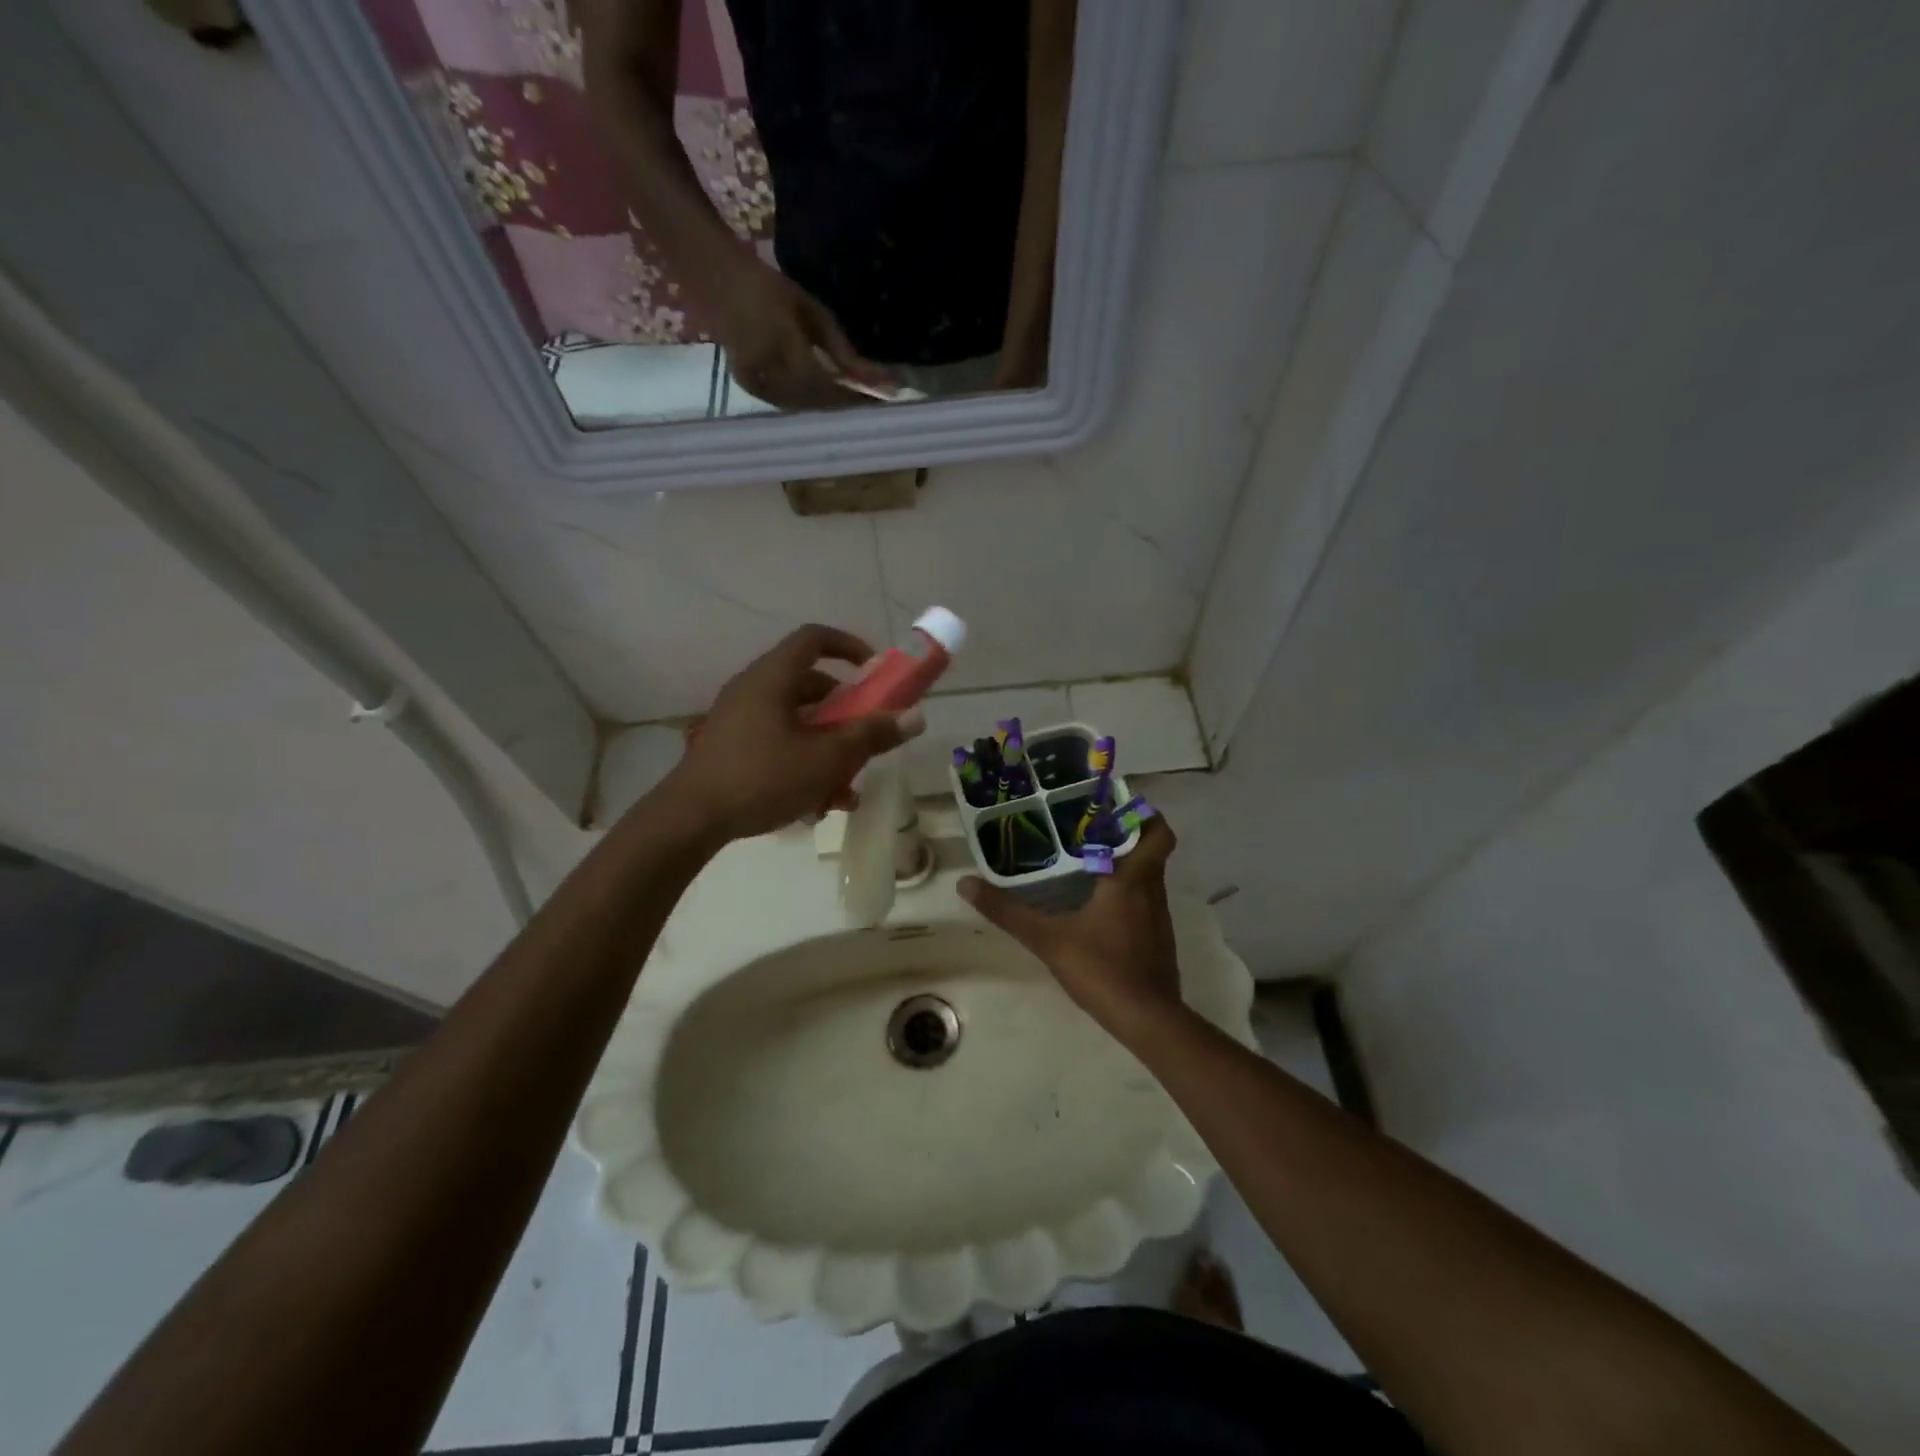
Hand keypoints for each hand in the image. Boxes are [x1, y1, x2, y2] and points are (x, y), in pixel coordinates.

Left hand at [662, 625, 924, 842]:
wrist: (690, 819)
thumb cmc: (762, 777)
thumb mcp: (826, 758)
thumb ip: (871, 735)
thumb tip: (916, 716)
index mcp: (773, 677)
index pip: (814, 638)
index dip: (849, 646)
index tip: (874, 671)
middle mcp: (754, 689)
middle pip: (811, 687)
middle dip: (846, 716)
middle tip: (866, 741)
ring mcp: (739, 719)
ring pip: (797, 723)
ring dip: (828, 750)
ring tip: (845, 791)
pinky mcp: (731, 748)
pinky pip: (777, 744)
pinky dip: (802, 763)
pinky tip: (817, 806)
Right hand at [715, 256, 898, 409]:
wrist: (715, 281)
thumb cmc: (766, 286)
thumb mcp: (809, 309)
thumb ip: (839, 348)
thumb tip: (872, 378)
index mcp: (783, 344)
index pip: (828, 384)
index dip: (856, 393)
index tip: (884, 392)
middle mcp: (768, 370)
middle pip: (818, 400)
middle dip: (848, 400)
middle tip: (874, 395)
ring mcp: (756, 383)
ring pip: (804, 405)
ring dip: (831, 404)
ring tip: (855, 396)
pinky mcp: (750, 388)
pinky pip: (788, 403)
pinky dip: (810, 402)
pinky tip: (826, 395)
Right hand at [959, 818, 1184, 1042]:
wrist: (1147, 1020)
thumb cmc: (1102, 968)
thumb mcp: (1048, 939)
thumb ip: (1008, 912)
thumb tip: (966, 883)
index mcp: (1132, 879)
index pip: (1158, 832)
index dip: (1144, 814)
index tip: (1113, 807)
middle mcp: (1152, 891)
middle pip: (1152, 851)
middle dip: (1125, 837)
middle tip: (1088, 830)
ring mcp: (1160, 918)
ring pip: (1148, 878)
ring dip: (1125, 866)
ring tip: (1086, 862)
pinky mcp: (1158, 941)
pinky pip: (1145, 904)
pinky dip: (1126, 896)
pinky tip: (1097, 908)